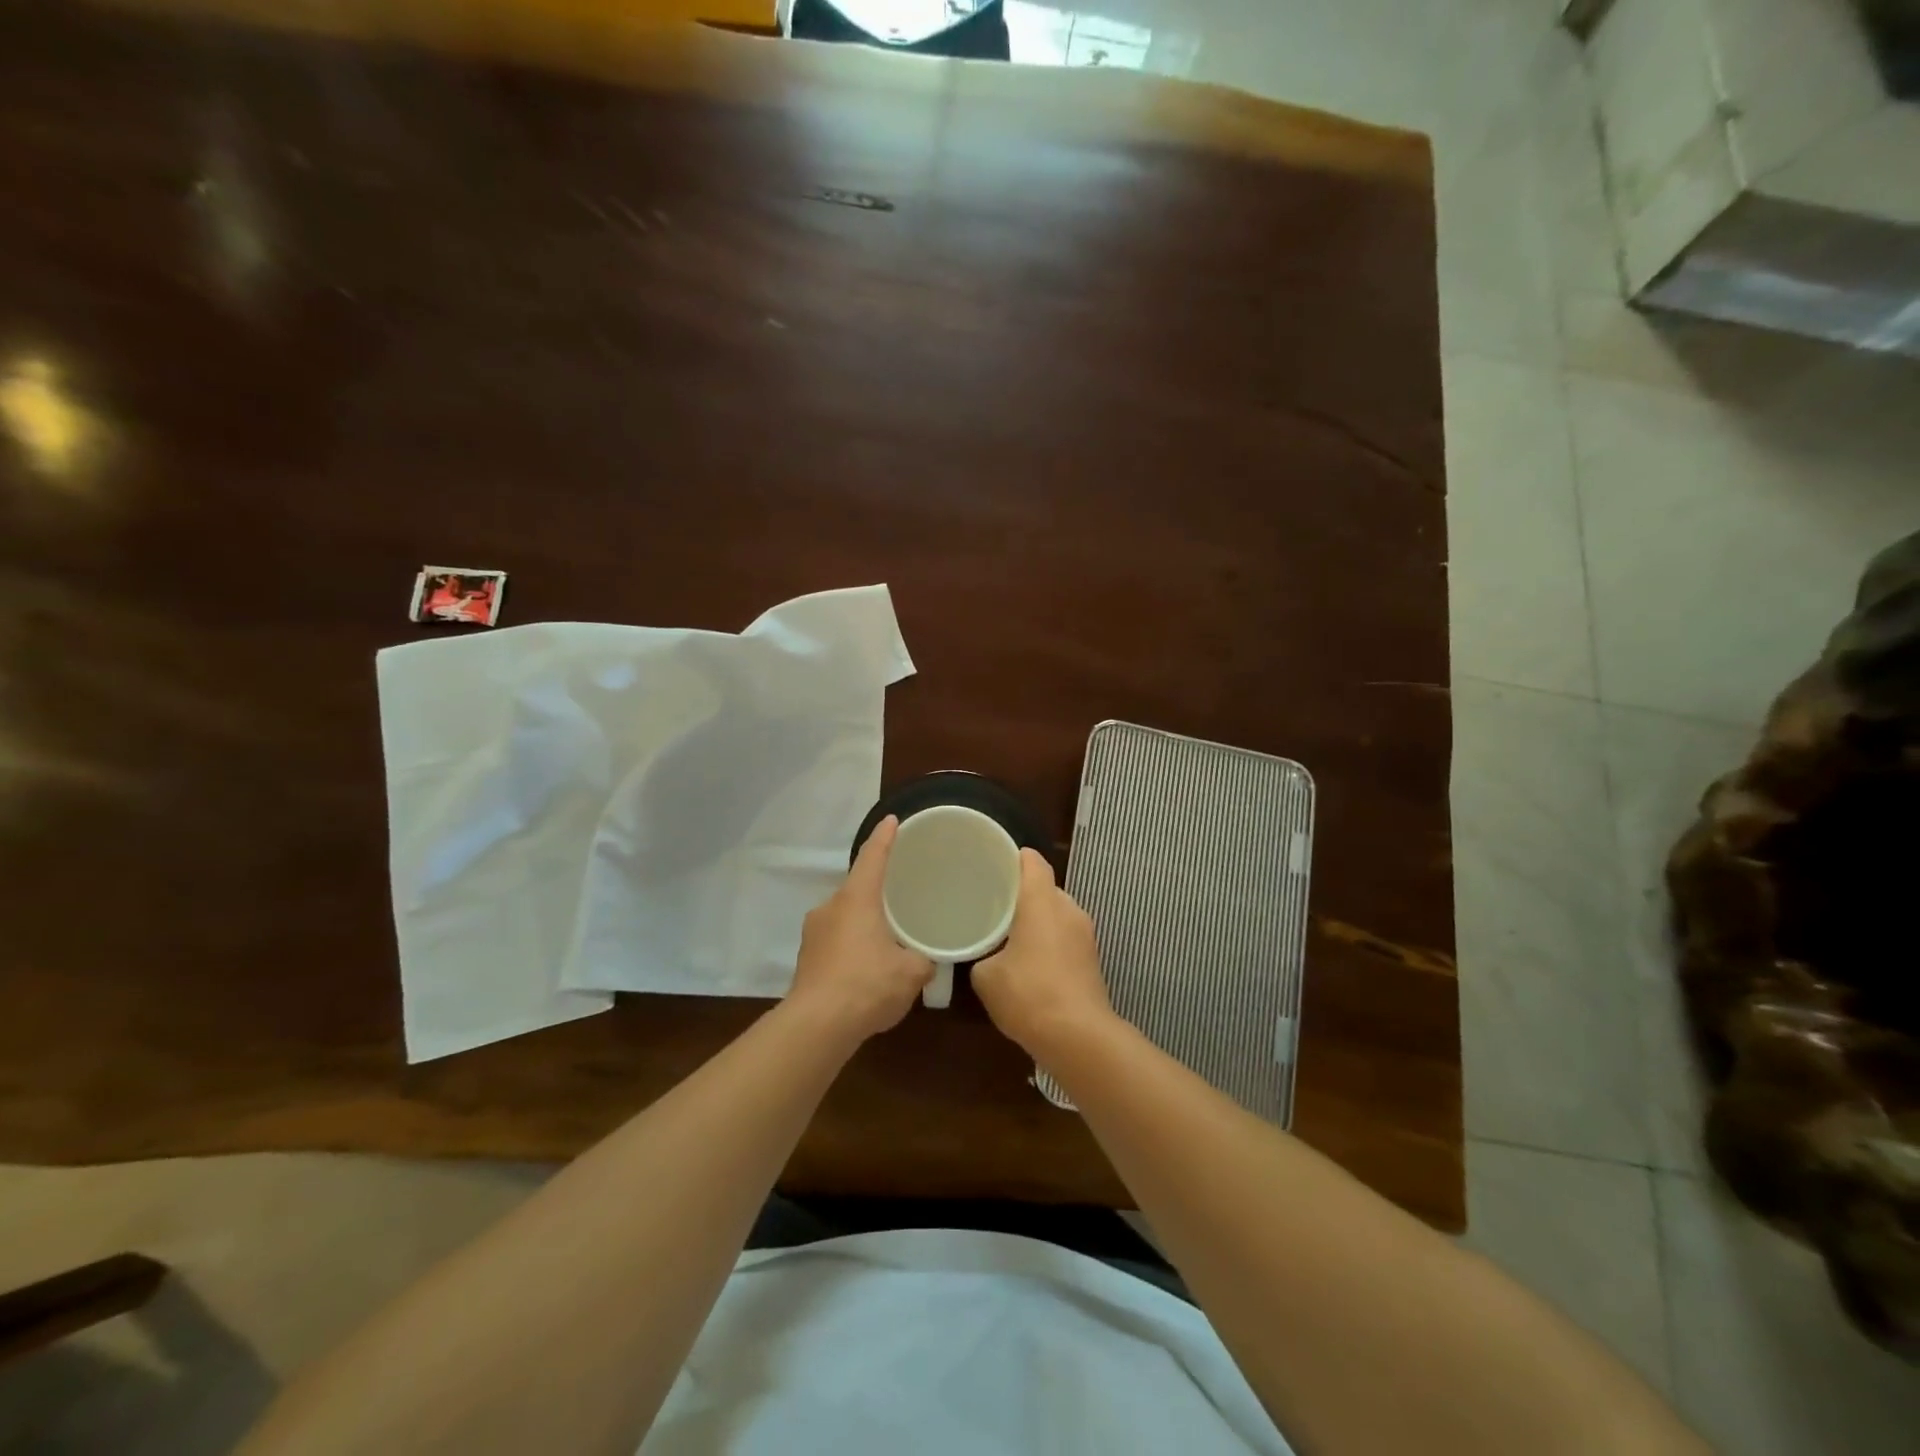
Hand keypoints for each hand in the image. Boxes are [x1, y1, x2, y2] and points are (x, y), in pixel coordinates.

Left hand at [786, 816, 932, 1045]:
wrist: (817, 1026)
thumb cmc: (868, 985)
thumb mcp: (911, 973)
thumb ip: (923, 960)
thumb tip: (926, 961)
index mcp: (857, 899)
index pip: (872, 857)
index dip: (885, 838)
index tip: (892, 820)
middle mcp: (830, 907)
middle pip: (857, 889)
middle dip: (877, 894)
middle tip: (899, 899)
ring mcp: (813, 933)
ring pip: (845, 918)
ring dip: (863, 925)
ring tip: (886, 943)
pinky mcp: (806, 960)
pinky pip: (835, 943)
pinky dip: (851, 949)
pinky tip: (866, 972)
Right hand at [972, 849, 1115, 1057]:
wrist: (1078, 1037)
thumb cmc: (1028, 994)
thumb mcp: (986, 976)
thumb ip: (981, 956)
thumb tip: (985, 957)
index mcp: (1042, 902)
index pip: (1033, 862)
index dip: (1014, 858)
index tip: (993, 865)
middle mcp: (1068, 910)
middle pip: (1045, 888)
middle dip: (1022, 894)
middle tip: (993, 904)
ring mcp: (1085, 935)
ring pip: (1057, 914)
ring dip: (1037, 920)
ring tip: (1009, 935)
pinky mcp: (1092, 960)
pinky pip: (1065, 938)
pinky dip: (1049, 942)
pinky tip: (1029, 963)